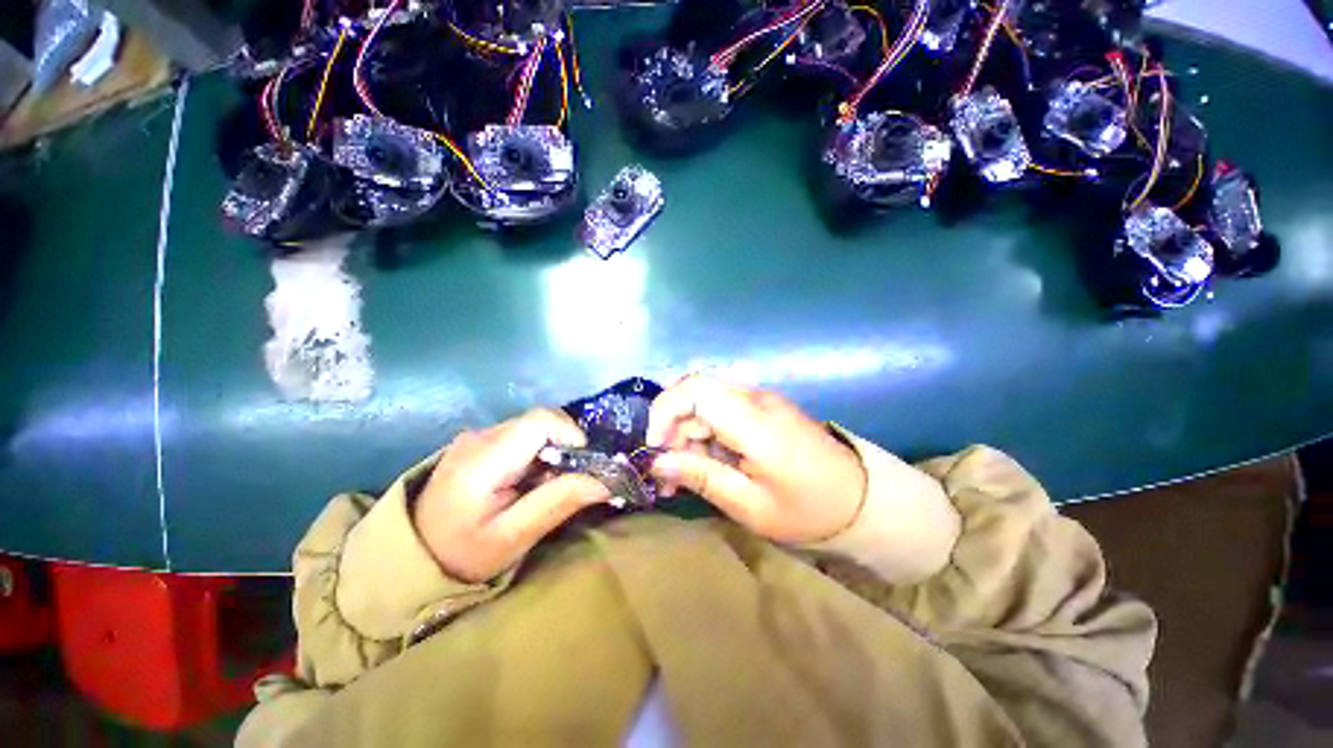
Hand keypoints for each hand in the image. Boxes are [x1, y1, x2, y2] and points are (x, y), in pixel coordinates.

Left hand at [414, 409, 609, 582]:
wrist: (412, 559)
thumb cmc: (461, 555)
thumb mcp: (513, 538)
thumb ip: (557, 503)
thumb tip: (605, 481)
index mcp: (483, 458)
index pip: (540, 421)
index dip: (571, 435)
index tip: (583, 466)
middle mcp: (479, 437)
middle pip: (540, 421)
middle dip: (565, 445)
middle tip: (568, 480)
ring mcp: (476, 438)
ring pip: (533, 427)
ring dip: (552, 449)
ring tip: (548, 484)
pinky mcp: (478, 444)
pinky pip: (521, 436)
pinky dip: (538, 452)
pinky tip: (530, 480)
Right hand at [646, 375, 865, 543]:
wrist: (860, 500)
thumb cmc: (807, 509)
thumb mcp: (750, 505)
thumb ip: (701, 477)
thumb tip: (657, 462)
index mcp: (754, 421)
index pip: (695, 389)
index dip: (664, 410)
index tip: (654, 446)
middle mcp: (755, 399)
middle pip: (695, 392)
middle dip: (671, 428)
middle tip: (665, 470)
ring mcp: (760, 401)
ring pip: (704, 403)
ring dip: (686, 434)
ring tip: (681, 476)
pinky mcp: (762, 408)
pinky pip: (720, 412)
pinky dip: (704, 435)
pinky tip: (703, 464)